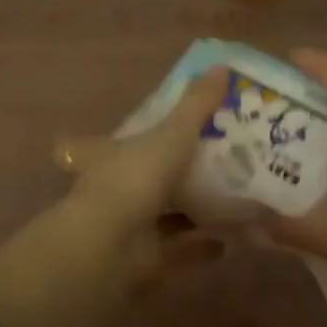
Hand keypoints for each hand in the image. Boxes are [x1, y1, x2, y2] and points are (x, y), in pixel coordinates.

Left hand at [51, 66, 229, 283]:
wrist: (111, 246)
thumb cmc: (135, 178)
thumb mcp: (172, 134)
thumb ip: (197, 105)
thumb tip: (221, 67)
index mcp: (107, 156)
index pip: (97, 143)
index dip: (112, 138)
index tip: (132, 134)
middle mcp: (111, 190)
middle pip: (135, 179)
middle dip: (164, 174)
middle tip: (205, 165)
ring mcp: (124, 227)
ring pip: (158, 214)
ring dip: (187, 210)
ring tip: (224, 200)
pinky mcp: (141, 260)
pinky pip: (176, 249)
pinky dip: (200, 246)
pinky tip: (228, 240)